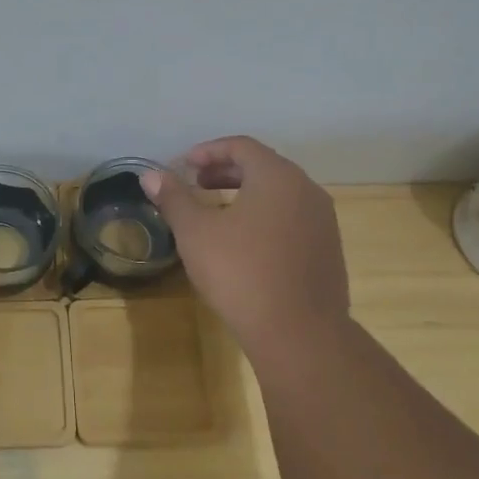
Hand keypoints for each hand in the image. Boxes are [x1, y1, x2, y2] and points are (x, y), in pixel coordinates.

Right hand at [141, 136, 349, 361]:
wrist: (299, 333)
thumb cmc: (241, 273)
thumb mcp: (195, 233)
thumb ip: (174, 198)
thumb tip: (151, 175)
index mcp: (278, 177)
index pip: (242, 146)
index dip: (209, 151)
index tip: (185, 165)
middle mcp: (307, 190)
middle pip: (263, 167)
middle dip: (226, 171)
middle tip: (197, 185)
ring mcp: (323, 222)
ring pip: (280, 194)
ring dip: (246, 194)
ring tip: (217, 213)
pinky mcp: (327, 250)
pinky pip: (292, 218)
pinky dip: (265, 216)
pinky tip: (244, 244)